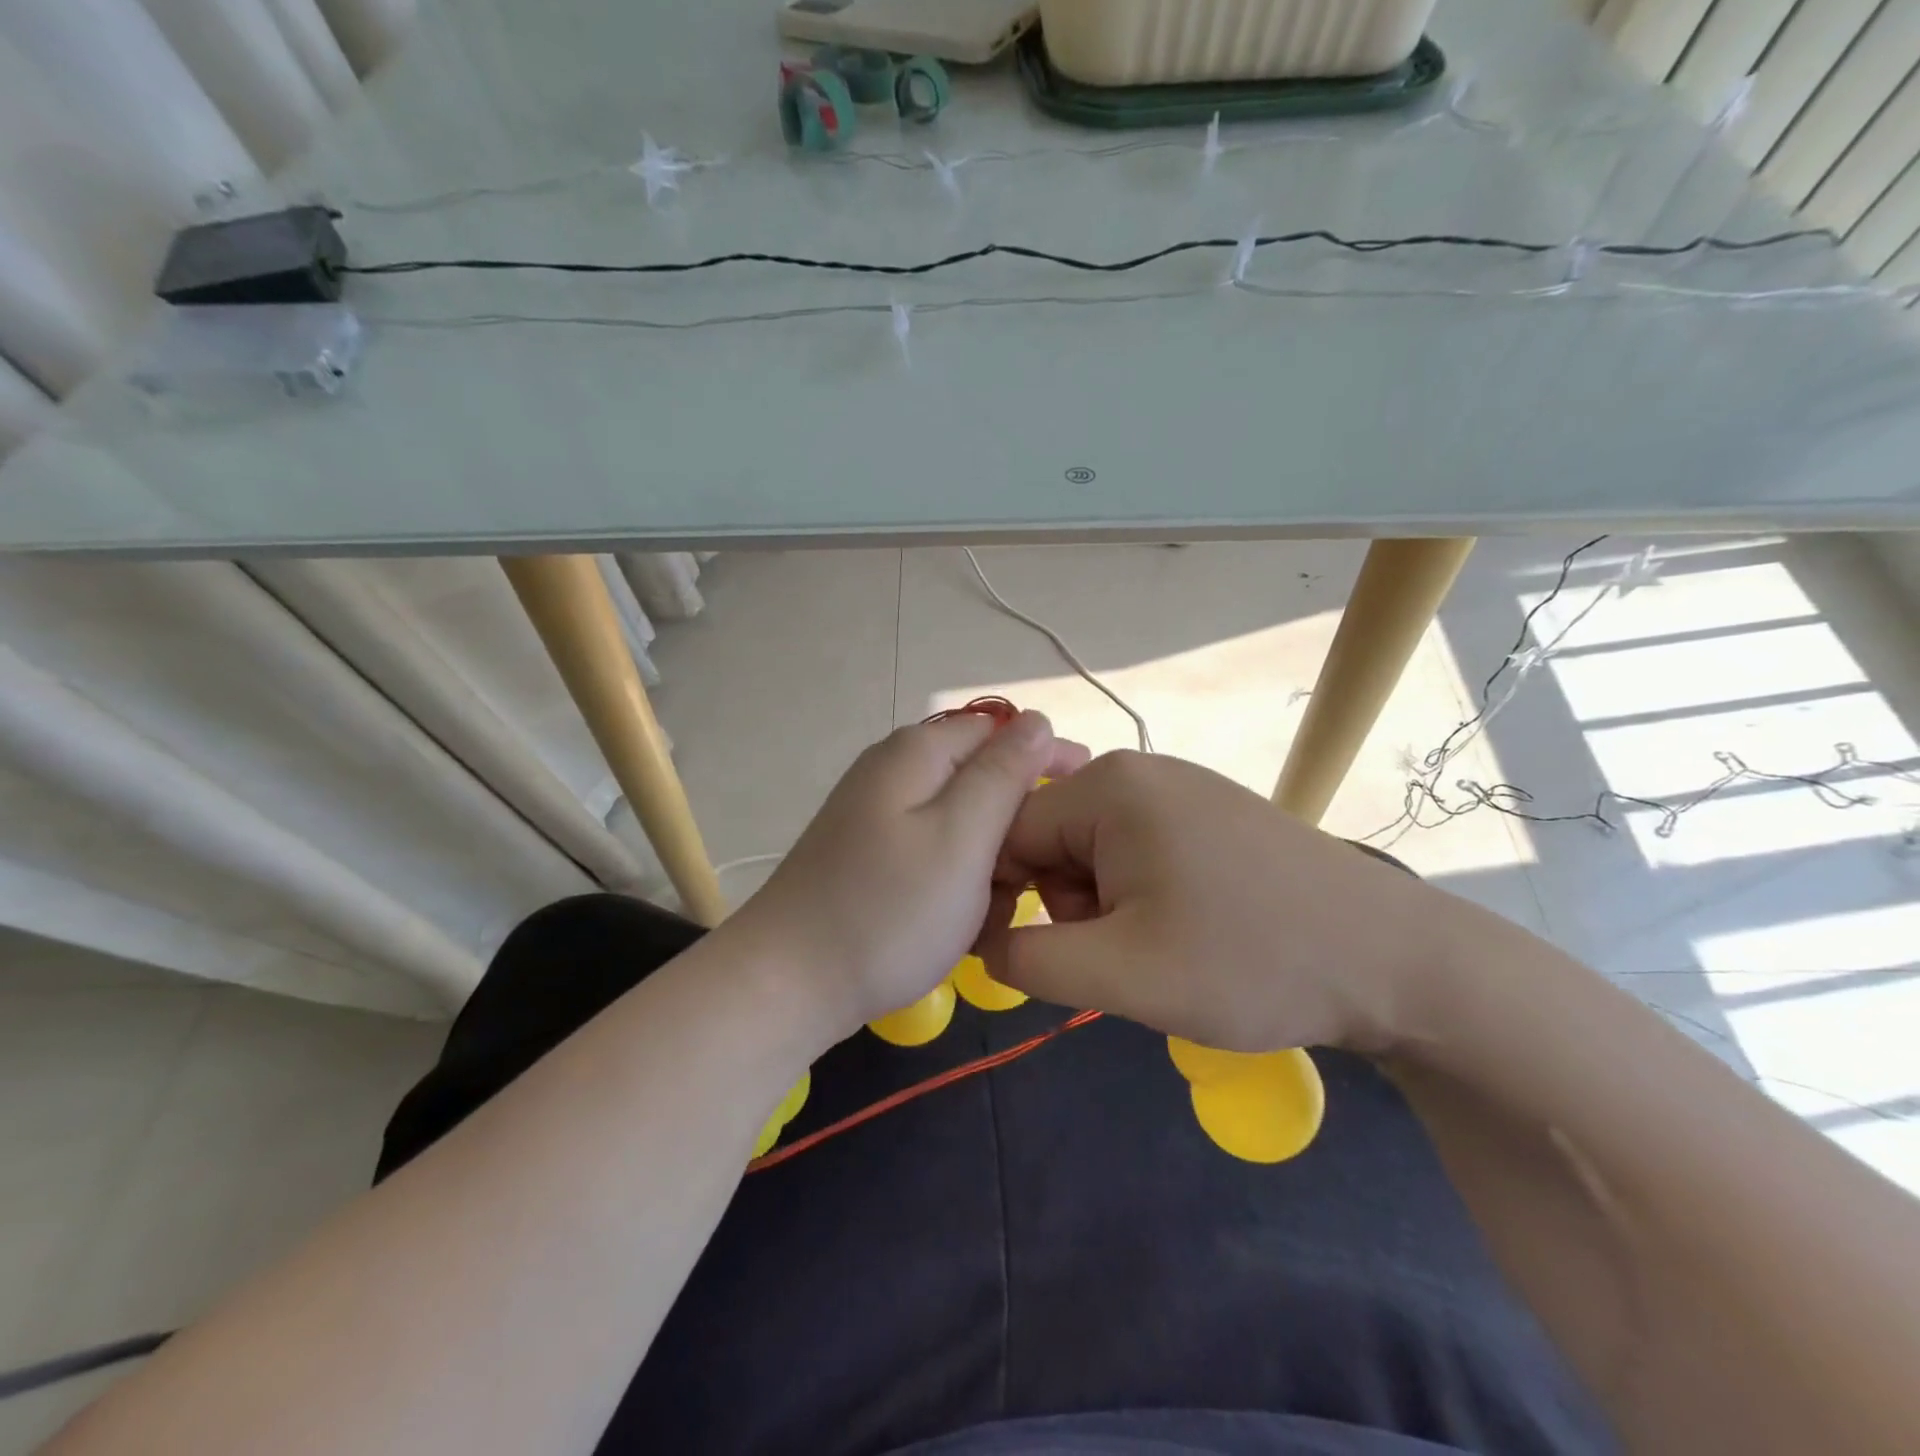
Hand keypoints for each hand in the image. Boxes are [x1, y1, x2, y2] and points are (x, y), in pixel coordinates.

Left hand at [730, 711, 1088, 1039]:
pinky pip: (934, 853)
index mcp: (918, 752)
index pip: (1002, 731)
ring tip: (992, 912)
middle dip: (1015, 825)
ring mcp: (877, 814)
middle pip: (980, 780)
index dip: (1047, 760)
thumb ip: (1003, 774)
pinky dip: (957, 881)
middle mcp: (894, 770)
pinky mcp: (870, 855)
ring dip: (989, 862)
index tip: (1085, 803)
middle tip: (1031, 881)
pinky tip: (960, 922)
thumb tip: (1037, 721)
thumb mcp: (962, 837)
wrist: (789, 983)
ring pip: (961, 824)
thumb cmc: (889, 910)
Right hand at [978, 750, 1446, 1053]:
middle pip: (1051, 840)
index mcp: (1107, 788)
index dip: (1002, 898)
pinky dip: (1140, 894)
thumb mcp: (1122, 974)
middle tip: (1123, 953)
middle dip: (1067, 905)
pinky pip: (1136, 849)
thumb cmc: (1250, 961)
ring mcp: (1178, 787)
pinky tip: (1189, 927)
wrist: (1394, 961)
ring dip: (1104, 906)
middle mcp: (1137, 770)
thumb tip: (981, 942)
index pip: (1006, 833)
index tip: (1030, 955)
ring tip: (1161, 945)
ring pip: (1092, 850)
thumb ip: (1028, 960)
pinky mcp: (1208, 812)